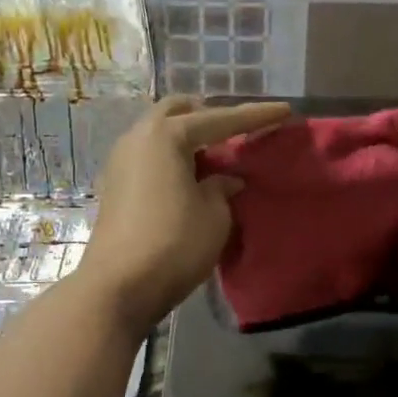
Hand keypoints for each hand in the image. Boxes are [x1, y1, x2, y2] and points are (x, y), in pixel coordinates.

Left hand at [80, 95, 290, 334]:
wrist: (118, 286)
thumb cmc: (174, 244)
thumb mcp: (214, 215)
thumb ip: (223, 188)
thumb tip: (225, 180)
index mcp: (167, 135)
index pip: (219, 119)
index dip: (255, 116)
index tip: (284, 110)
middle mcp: (138, 137)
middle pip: (178, 111)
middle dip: (208, 114)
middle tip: (235, 129)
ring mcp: (120, 159)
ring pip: (158, 131)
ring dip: (186, 135)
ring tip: (213, 153)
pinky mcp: (114, 183)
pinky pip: (148, 153)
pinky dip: (170, 154)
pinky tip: (187, 174)